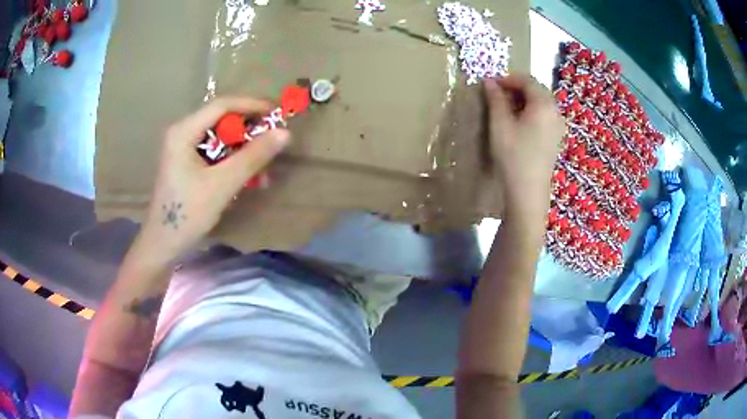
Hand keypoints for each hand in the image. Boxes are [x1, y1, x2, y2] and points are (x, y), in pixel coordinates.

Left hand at [140, 97, 290, 260]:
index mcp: (184, 131)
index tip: (278, 114)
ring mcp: (184, 148)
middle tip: (273, 142)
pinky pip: (217, 153)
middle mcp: (183, 133)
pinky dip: (234, 161)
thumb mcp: (222, 184)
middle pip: (222, 120)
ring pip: (222, 137)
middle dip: (249, 131)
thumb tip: (285, 133)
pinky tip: (249, 178)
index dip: (252, 105)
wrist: (164, 245)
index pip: (222, 105)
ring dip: (244, 150)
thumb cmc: (187, 213)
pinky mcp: (188, 163)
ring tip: (264, 169)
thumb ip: (252, 157)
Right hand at [484, 75, 563, 213]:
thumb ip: (495, 99)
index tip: (490, 84)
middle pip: (536, 90)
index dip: (507, 78)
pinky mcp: (556, 138)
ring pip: (540, 103)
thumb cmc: (513, 155)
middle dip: (516, 88)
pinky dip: (530, 111)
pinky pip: (544, 115)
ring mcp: (558, 126)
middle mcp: (556, 111)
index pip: (527, 80)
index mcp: (544, 104)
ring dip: (523, 100)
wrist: (528, 192)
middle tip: (496, 95)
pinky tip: (518, 122)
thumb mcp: (500, 124)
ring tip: (504, 109)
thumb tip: (489, 81)